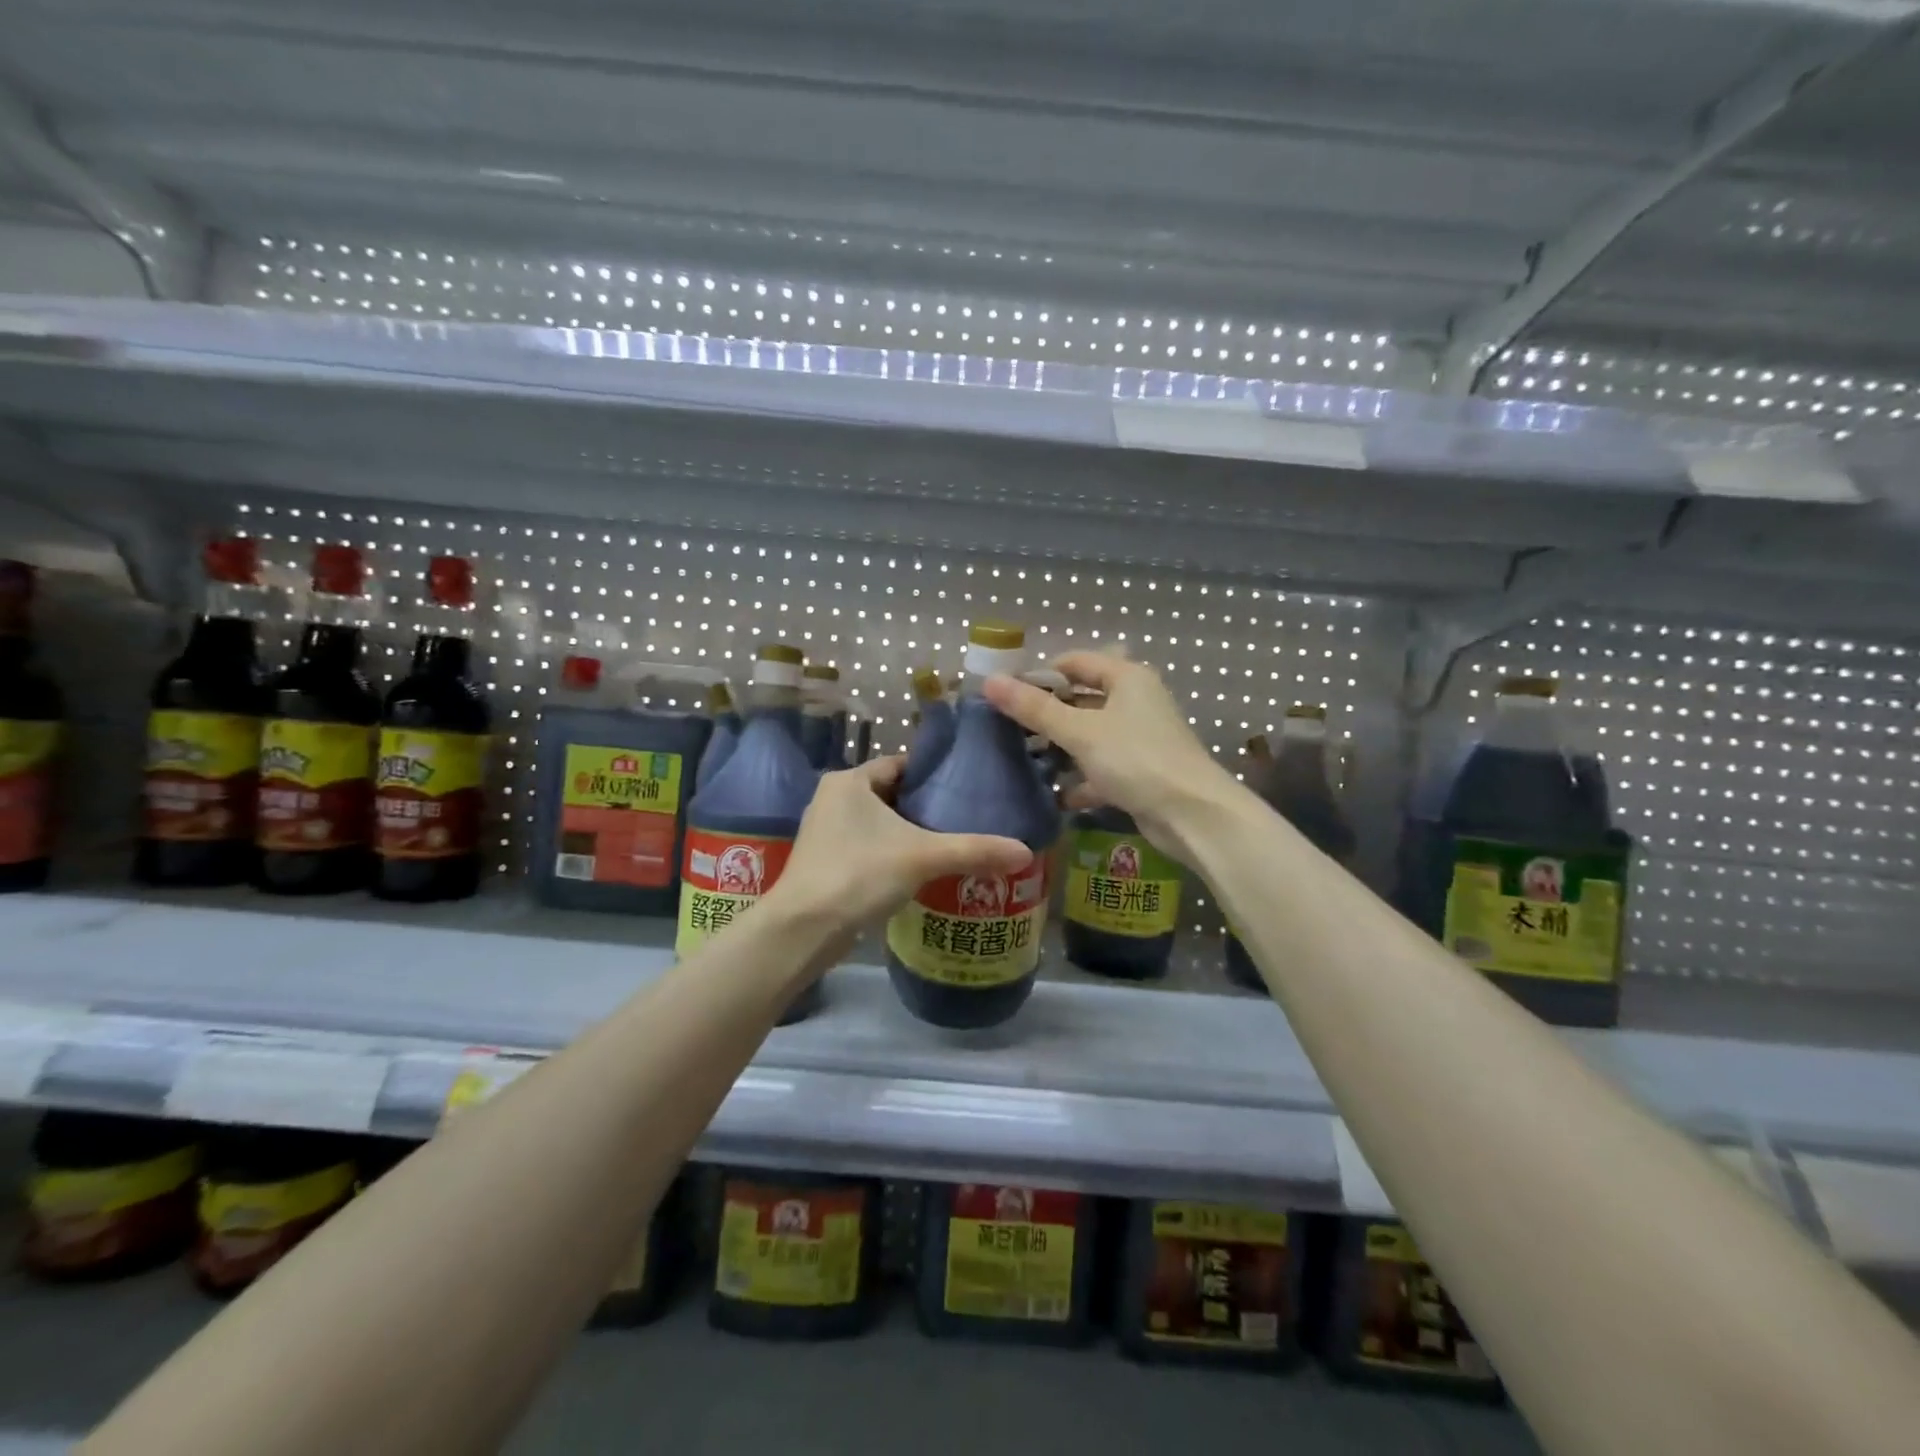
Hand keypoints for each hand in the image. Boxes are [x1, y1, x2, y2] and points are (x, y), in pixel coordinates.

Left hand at [766, 756, 1033, 935]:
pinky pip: (867, 847)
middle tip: (965, 818)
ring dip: (908, 833)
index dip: (933, 774)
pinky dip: (891, 854)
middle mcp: (833, 798)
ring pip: (878, 823)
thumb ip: (973, 850)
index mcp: (849, 781)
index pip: (900, 764)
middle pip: (891, 794)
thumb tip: (1025, 851)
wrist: (803, 930)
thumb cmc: (858, 874)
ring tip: (949, 844)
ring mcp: (825, 832)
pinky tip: (919, 872)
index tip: (966, 788)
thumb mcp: (922, 857)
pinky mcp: (825, 862)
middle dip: (924, 807)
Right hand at [982, 651, 1233, 866]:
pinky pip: (1101, 768)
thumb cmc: (1136, 759)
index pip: (1074, 662)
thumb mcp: (1080, 732)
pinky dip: (1080, 780)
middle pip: (1081, 699)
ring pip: (1089, 736)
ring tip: (1024, 763)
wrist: (1193, 815)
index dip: (1040, 674)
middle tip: (1009, 731)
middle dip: (1046, 716)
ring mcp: (1140, 738)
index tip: (1007, 696)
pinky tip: (1055, 796)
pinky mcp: (1141, 772)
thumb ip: (1034, 709)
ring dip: (1061, 750)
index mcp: (1127, 678)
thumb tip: (989, 682)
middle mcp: (1135, 701)